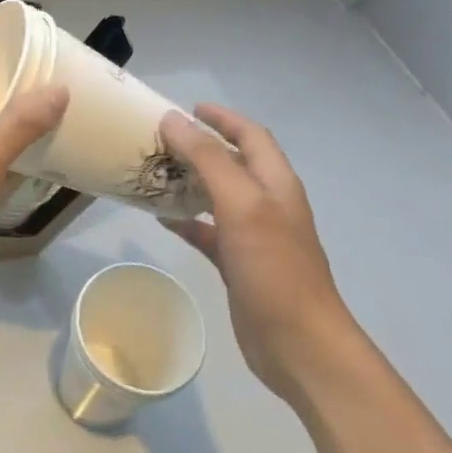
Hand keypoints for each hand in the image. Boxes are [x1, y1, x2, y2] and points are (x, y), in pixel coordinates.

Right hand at [160, 104, 357, 404]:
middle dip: (198, 147)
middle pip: (231, 163)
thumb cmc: (274, 267)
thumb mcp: (241, 204)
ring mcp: (254, 236)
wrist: (299, 344)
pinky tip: (160, 219)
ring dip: (188, 181)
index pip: (250, 135)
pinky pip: (207, 232)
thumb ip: (208, 159)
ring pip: (216, 196)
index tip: (187, 107)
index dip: (222, 117)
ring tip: (152, 173)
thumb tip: (173, 119)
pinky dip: (186, 221)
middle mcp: (267, 204)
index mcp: (275, 183)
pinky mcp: (239, 264)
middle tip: (158, 140)